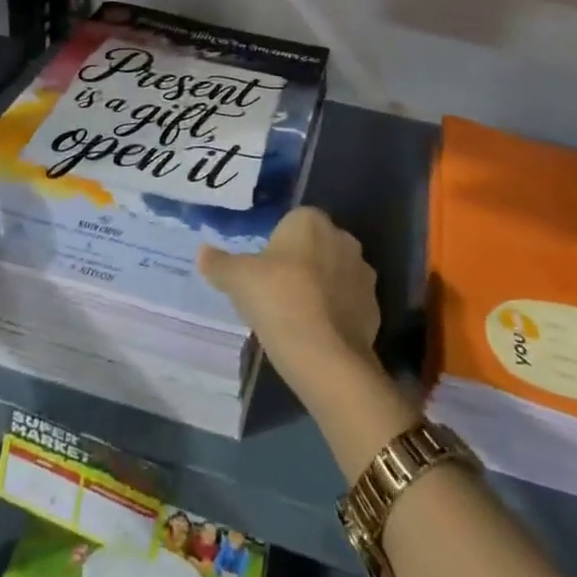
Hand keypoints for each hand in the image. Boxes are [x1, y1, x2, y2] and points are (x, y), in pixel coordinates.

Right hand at [199, 206, 379, 398]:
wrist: (326, 356)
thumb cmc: (278, 300)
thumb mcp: (237, 279)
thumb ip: (218, 263)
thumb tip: (202, 252)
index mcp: (311, 221)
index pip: (291, 222)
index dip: (275, 246)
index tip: (261, 271)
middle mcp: (343, 238)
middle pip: (314, 246)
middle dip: (299, 264)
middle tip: (275, 293)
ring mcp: (363, 273)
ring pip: (334, 274)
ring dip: (320, 288)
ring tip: (295, 317)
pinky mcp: (374, 307)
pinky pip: (348, 303)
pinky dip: (335, 314)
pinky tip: (316, 334)